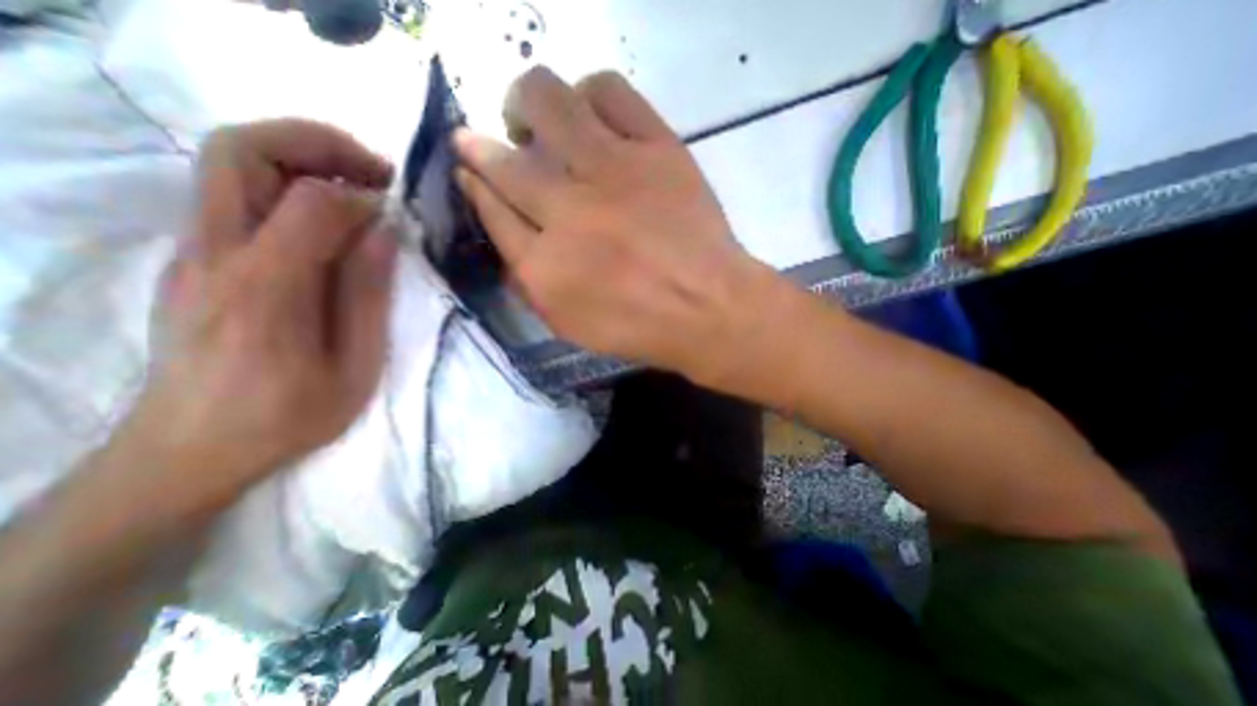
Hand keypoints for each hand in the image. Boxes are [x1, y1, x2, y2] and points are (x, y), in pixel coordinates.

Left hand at [132, 116, 396, 500]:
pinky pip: (232, 193)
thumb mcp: (354, 366)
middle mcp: (214, 253)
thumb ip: (368, 295)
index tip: (399, 212)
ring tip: (358, 188)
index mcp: (266, 288)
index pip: (312, 201)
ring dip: (301, 158)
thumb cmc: (290, 415)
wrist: (191, 449)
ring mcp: (192, 251)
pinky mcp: (194, 258)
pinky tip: (328, 219)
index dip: (365, 195)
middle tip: (375, 173)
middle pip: (240, 149)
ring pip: (229, 162)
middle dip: (318, 142)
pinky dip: (286, 184)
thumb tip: (383, 232)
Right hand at [446, 66, 789, 384]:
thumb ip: (529, 280)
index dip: (475, 183)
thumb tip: (503, 228)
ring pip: (546, 101)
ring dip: (528, 105)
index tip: (470, 169)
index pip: (491, 208)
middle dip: (481, 146)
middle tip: (495, 146)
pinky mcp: (657, 149)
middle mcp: (568, 212)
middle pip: (504, 159)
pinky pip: (609, 91)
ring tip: (539, 123)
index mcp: (545, 266)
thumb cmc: (640, 327)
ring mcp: (614, 172)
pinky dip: (589, 93)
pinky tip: (590, 115)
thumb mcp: (570, 324)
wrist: (708, 308)